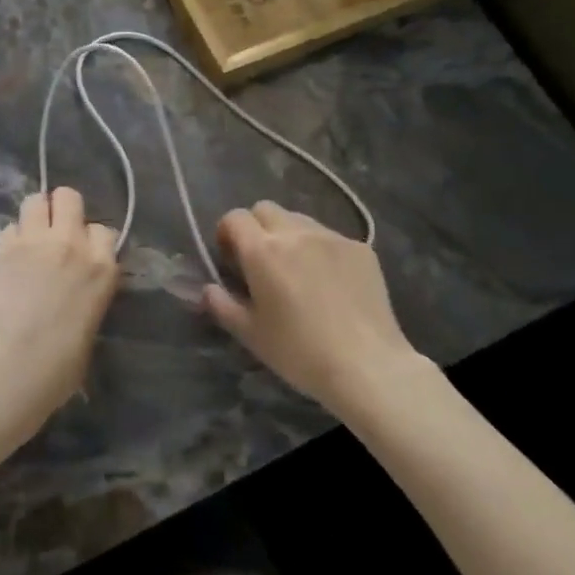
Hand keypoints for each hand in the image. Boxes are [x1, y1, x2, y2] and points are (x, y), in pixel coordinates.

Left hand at [0, 188, 118, 433]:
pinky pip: (9, 226)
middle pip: (69, 197)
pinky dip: (10, 238)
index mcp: (101, 267)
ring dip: (34, 215)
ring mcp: (33, 241)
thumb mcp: (89, 327)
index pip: (104, 230)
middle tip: (53, 232)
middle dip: (62, 209)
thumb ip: (87, 296)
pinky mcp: (1, 247)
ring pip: (35, 200)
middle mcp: (71, 243)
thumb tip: (74, 295)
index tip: (82, 253)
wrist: (9, 366)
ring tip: (28, 237)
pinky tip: (6, 258)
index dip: (91, 239)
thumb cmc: (58, 366)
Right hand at [204, 201, 424, 415]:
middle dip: (256, 228)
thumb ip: (222, 305)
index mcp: (263, 250)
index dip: (227, 234)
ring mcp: (332, 237)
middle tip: (261, 263)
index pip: (234, 218)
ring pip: (299, 220)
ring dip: (289, 236)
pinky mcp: (360, 248)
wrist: (367, 365)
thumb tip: (207, 289)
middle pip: (265, 209)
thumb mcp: (251, 335)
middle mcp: (295, 232)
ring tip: (298, 271)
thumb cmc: (300, 353)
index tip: (231, 260)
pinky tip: (331, 284)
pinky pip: (330, 237)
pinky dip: (321, 250)